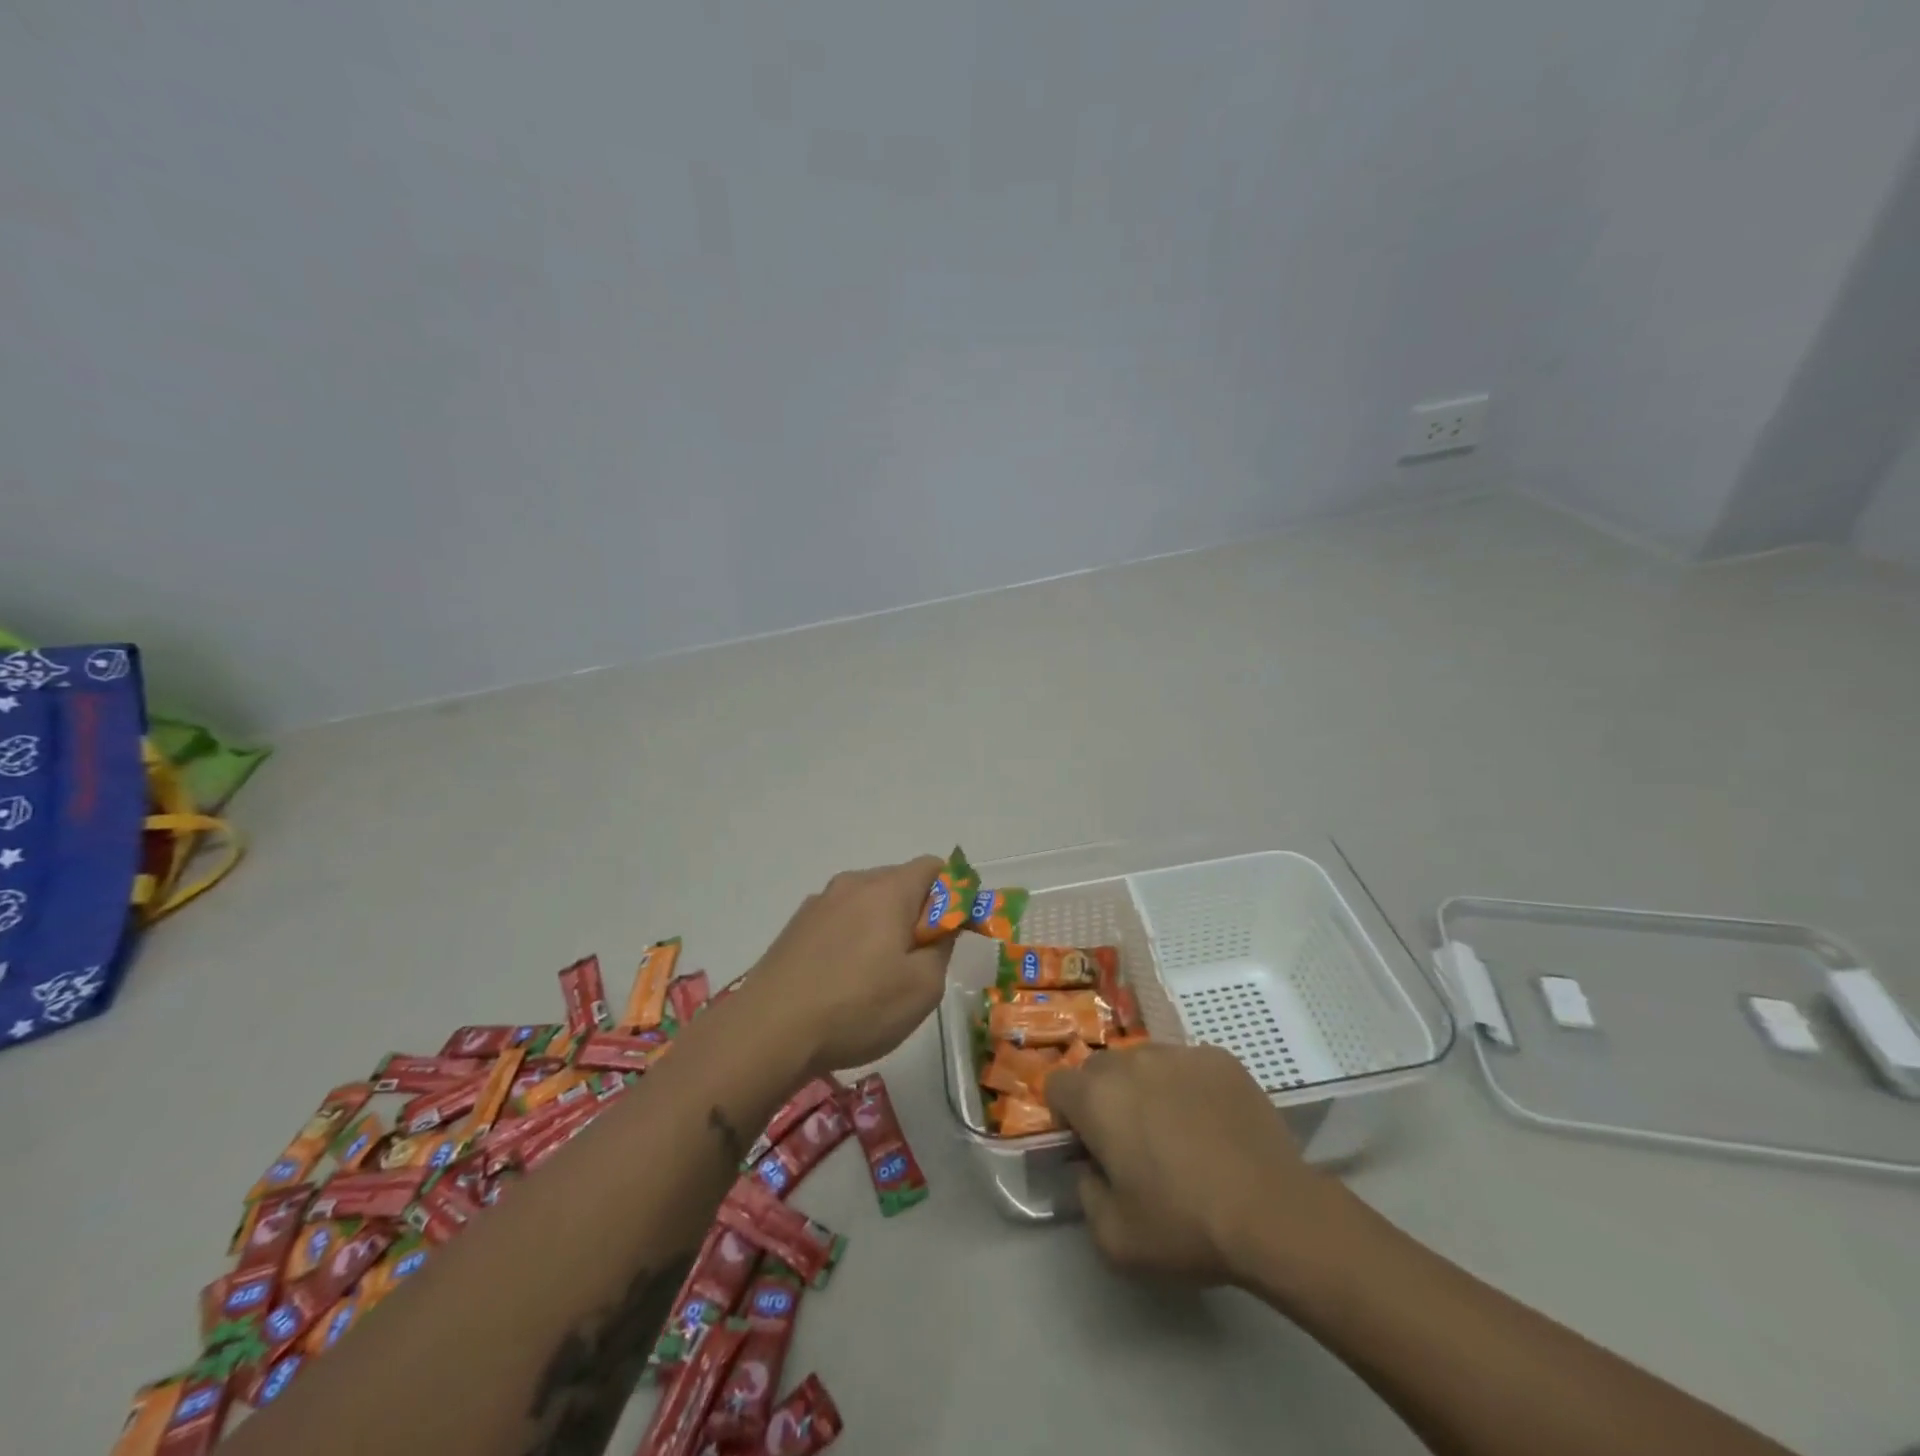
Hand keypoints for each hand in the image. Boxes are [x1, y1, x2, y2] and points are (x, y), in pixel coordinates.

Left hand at [745, 856, 955, 1075]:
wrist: (768, 1031)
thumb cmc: (858, 1006)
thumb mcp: (923, 986)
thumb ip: (943, 946)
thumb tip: (942, 926)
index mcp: (888, 888)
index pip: (934, 867)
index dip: (953, 893)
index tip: (954, 931)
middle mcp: (852, 883)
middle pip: (899, 882)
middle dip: (917, 913)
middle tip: (919, 961)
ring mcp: (819, 903)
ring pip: (867, 902)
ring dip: (883, 927)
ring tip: (878, 977)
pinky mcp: (795, 927)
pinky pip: (839, 921)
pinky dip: (853, 938)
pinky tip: (843, 980)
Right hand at [1045, 1042, 1347, 1285]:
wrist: (1273, 1212)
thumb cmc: (1185, 1225)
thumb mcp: (1114, 1239)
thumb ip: (1086, 1195)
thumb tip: (1092, 1168)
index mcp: (1097, 1097)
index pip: (1056, 1084)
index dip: (1065, 1115)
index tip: (1088, 1146)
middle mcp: (1131, 1061)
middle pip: (1099, 1068)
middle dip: (1104, 1098)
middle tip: (1131, 1142)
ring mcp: (1178, 1054)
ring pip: (1144, 1062)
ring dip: (1145, 1088)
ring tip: (1177, 1131)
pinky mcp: (1219, 1058)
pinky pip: (1187, 1065)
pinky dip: (1188, 1087)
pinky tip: (1213, 1124)